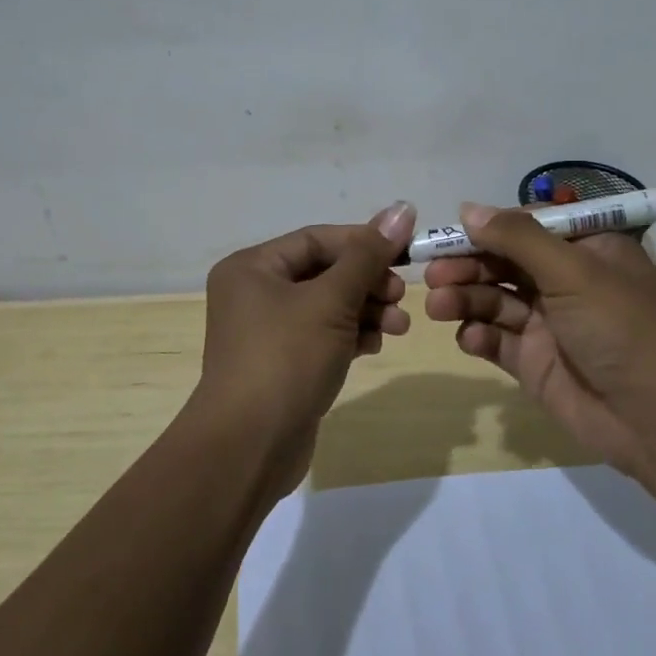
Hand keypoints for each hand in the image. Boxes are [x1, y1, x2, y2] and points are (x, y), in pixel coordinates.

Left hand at [190, 202, 417, 486]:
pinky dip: (351, 335)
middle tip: (401, 296)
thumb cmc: (286, 359)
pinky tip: (376, 344)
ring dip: (366, 310)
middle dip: (367, 282)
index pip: (317, 239)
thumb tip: (402, 208)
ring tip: (400, 326)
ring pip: (327, 305)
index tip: (406, 253)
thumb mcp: (331, 301)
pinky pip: (323, 335)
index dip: (364, 242)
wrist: (249, 447)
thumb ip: (368, 255)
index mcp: (253, 267)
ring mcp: (267, 331)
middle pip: (324, 272)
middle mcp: (255, 292)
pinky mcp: (283, 363)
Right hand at [423, 203, 655, 473]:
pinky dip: (479, 336)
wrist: (654, 417)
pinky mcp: (534, 361)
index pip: (527, 226)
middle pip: (504, 262)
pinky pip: (497, 339)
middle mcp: (566, 280)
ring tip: (439, 305)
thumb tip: (468, 209)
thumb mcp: (572, 270)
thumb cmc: (619, 326)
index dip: (488, 228)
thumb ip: (517, 238)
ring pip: (495, 299)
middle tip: (432, 274)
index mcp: (586, 248)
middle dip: (468, 265)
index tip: (450, 233)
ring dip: (465, 298)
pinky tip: (469, 338)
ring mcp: (549, 322)